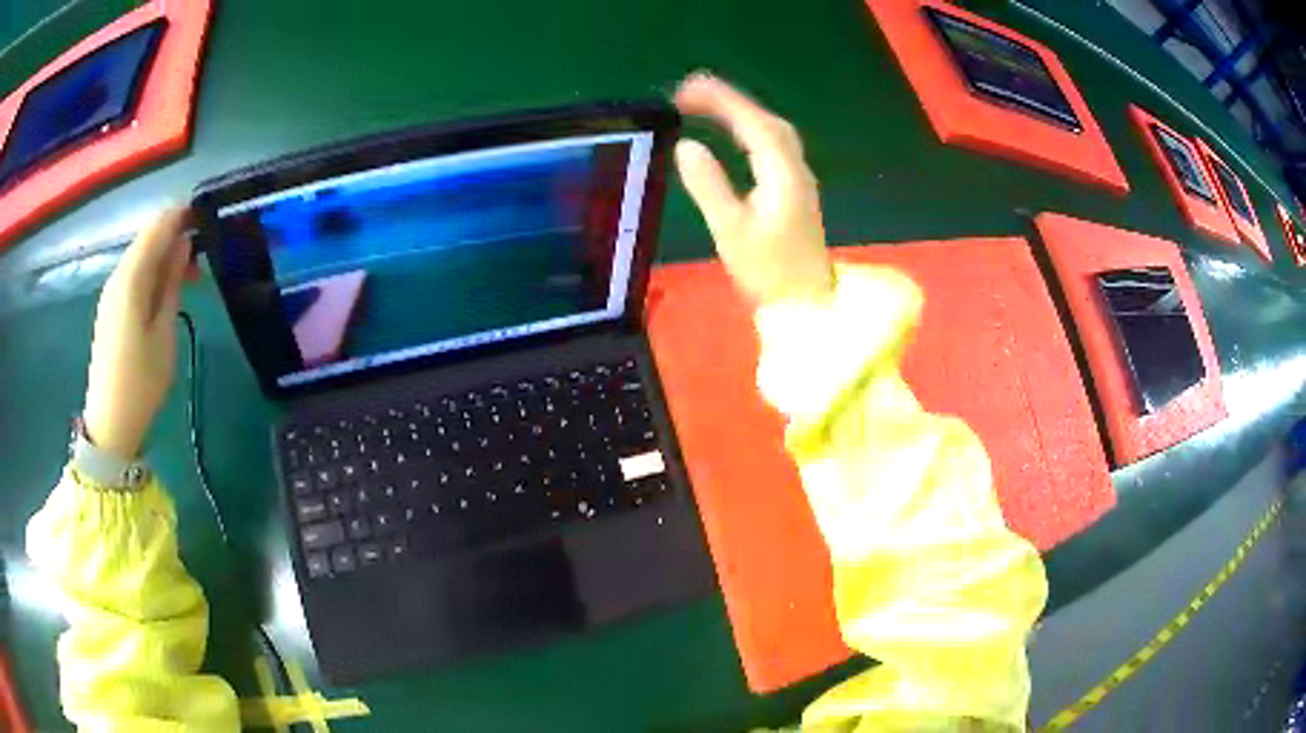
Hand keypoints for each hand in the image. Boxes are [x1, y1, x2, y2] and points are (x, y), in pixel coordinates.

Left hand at [84, 207, 192, 459]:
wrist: (110, 424)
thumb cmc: (141, 382)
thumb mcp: (164, 333)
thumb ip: (173, 283)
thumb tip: (185, 245)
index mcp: (131, 278)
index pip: (158, 227)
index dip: (182, 216)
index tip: (208, 218)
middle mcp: (118, 276)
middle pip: (148, 239)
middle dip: (175, 237)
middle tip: (204, 255)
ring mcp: (112, 293)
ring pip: (141, 257)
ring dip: (165, 257)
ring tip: (191, 277)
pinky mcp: (111, 309)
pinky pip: (134, 276)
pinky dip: (153, 274)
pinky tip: (167, 291)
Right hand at [674, 73, 833, 304]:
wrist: (806, 303)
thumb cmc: (767, 271)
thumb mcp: (730, 229)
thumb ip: (708, 185)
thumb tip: (686, 146)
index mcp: (781, 173)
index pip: (751, 123)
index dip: (719, 100)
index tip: (684, 89)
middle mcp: (794, 168)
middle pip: (765, 121)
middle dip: (728, 101)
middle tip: (688, 94)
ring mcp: (799, 179)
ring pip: (772, 132)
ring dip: (741, 113)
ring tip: (706, 107)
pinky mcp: (796, 191)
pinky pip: (774, 146)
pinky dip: (750, 131)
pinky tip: (737, 136)